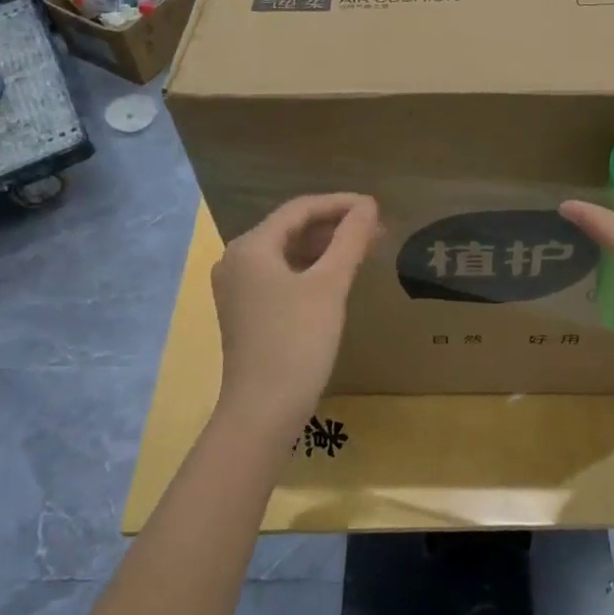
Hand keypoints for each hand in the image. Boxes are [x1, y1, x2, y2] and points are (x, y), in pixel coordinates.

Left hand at [211, 194, 379, 436]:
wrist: (263, 411)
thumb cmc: (297, 342)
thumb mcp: (329, 286)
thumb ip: (350, 240)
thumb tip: (368, 206)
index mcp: (251, 247)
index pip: (300, 209)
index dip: (340, 203)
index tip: (376, 208)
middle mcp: (236, 260)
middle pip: (291, 228)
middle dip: (334, 226)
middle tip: (376, 230)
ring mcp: (238, 288)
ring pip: (287, 252)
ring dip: (324, 247)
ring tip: (363, 248)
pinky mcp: (246, 311)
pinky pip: (281, 275)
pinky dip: (310, 269)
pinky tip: (336, 276)